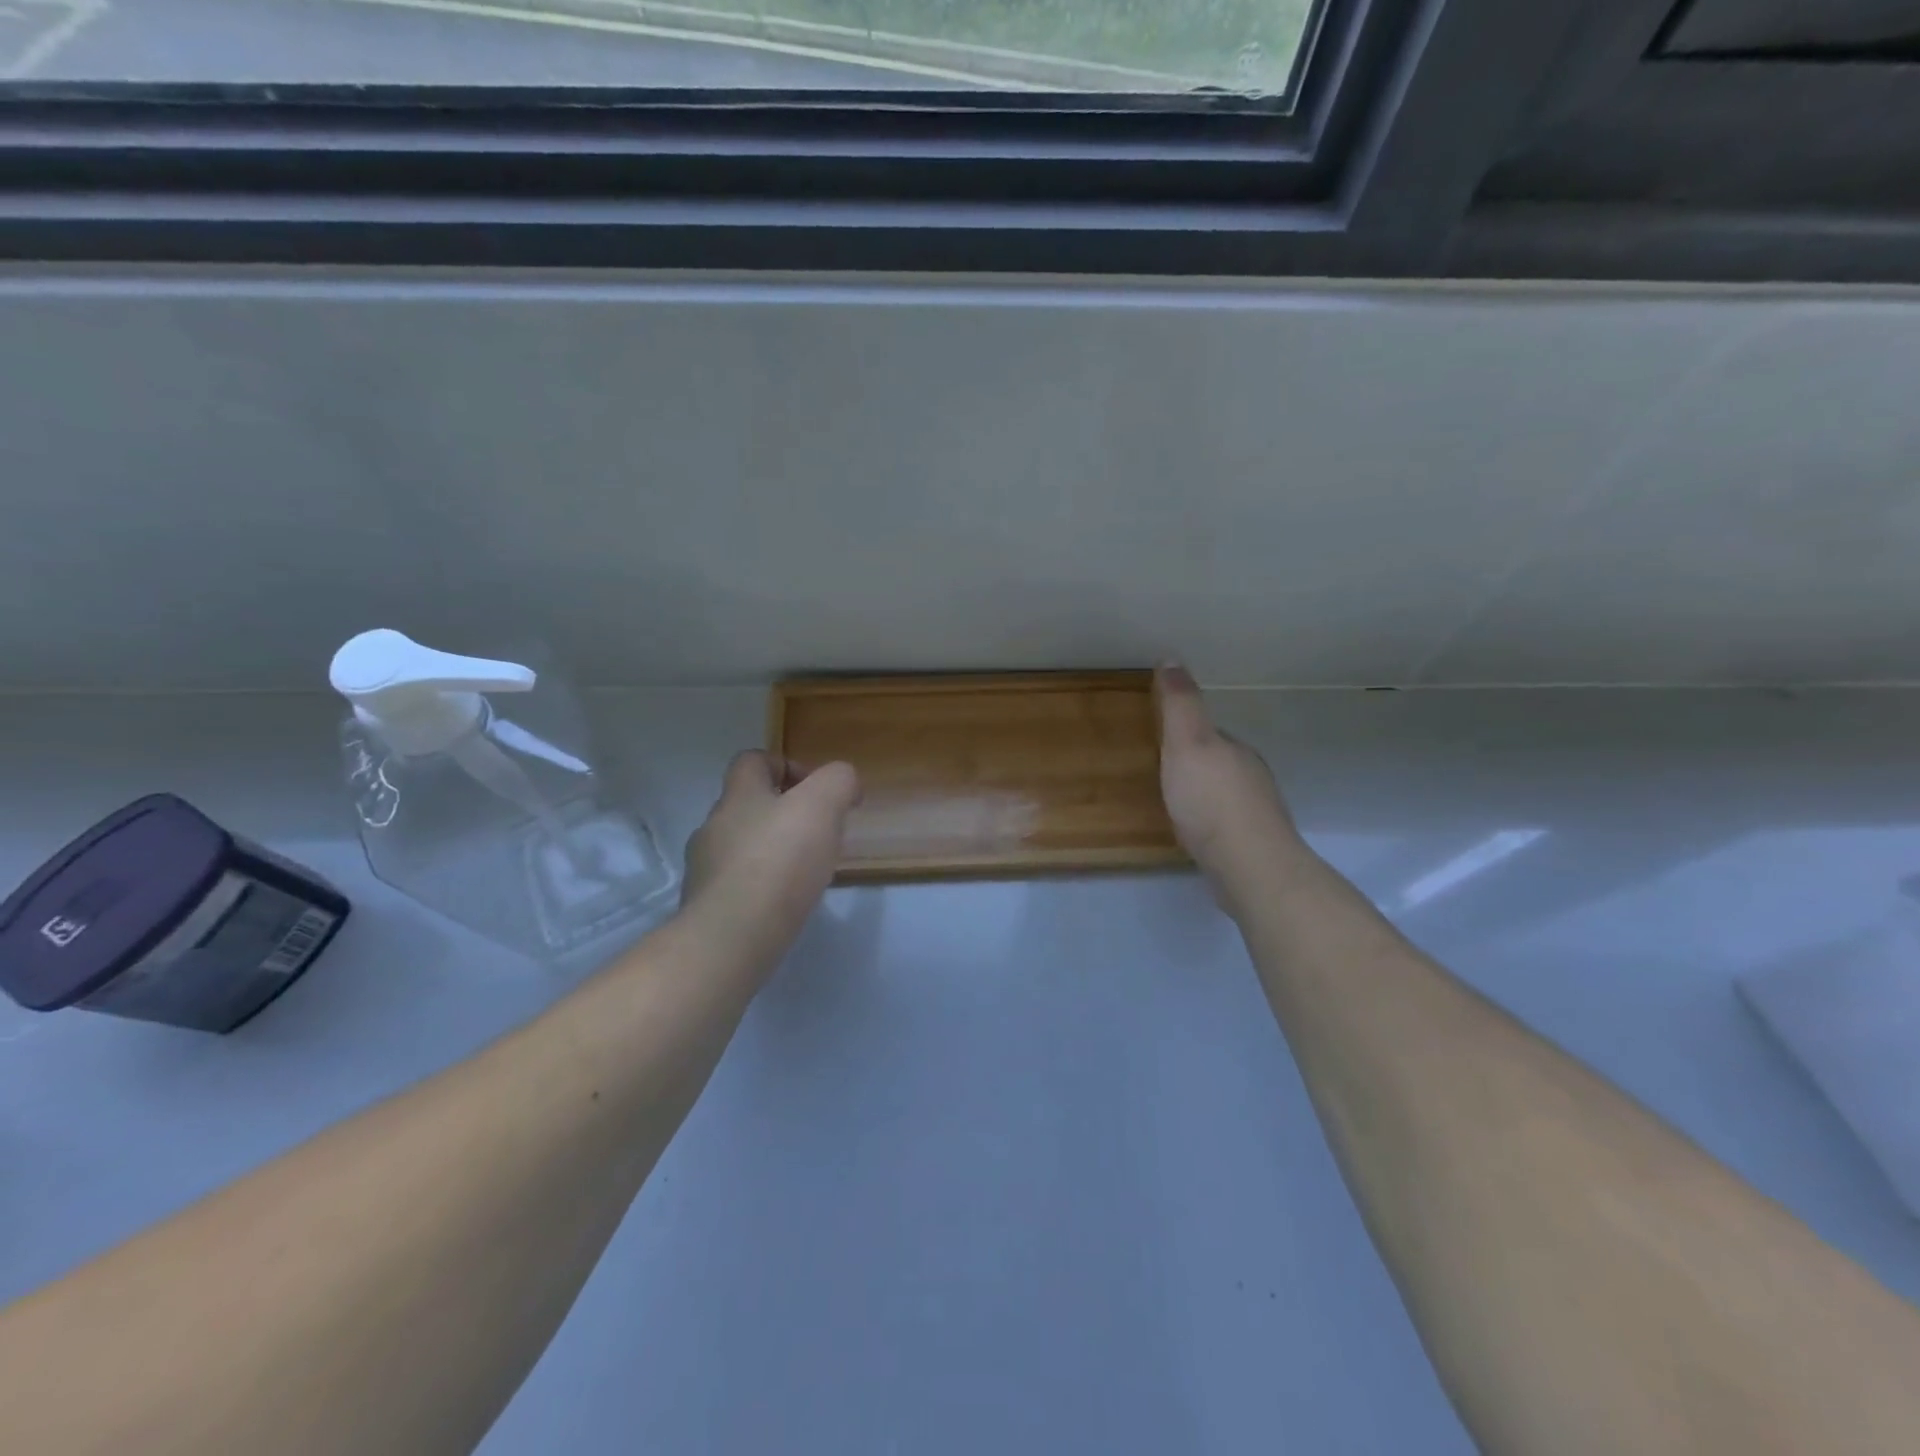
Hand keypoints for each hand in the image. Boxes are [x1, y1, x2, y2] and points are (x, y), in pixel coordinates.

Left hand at [681, 752, 860, 969]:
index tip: (815, 789)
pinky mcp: (707, 909)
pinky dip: (761, 888)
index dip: (784, 765)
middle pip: (746, 806)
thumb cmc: (780, 861)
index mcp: (739, 795)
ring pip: (740, 848)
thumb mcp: (822, 805)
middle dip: (782, 814)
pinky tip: (783, 905)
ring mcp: (704, 870)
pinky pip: (737, 886)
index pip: (752, 761)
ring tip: (804, 874)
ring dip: (770, 852)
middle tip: (818, 835)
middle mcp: (713, 826)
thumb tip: (844, 783)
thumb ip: (837, 782)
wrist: (732, 938)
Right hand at [1156, 664, 1297, 896]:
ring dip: (1204, 794)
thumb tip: (1171, 657)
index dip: (1184, 734)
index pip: (1208, 733)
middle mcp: (1251, 776)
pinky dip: (1212, 823)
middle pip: (1218, 762)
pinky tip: (1197, 835)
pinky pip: (1227, 824)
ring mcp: (1257, 812)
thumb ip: (1181, 705)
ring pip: (1225, 794)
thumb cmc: (1211, 800)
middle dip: (1195, 765)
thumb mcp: (1187, 743)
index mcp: (1235, 749)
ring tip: (1176, 804)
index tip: (1160, 740)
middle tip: (1162, 773)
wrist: (1249, 865)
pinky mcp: (1253, 844)